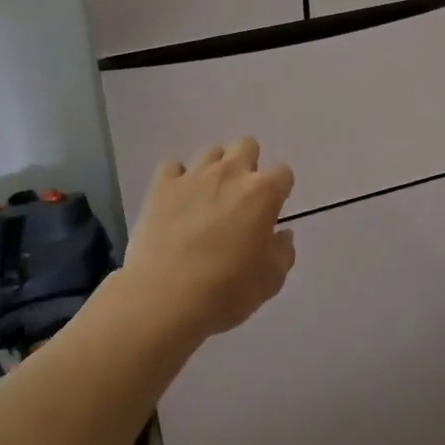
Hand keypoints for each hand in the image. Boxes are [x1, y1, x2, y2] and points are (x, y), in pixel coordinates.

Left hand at [123, 137, 295, 339]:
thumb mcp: (271, 280)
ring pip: (211, 153)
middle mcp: (230, 173)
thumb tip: (282, 234)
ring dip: (215, 170)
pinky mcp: (161, 186)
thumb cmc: (226, 291)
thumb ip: (283, 251)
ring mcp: (193, 176)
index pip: (283, 173)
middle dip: (248, 165)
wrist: (164, 298)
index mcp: (262, 193)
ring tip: (208, 199)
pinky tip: (178, 201)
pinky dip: (177, 180)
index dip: (280, 190)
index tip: (271, 211)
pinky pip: (172, 168)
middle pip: (247, 146)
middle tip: (241, 198)